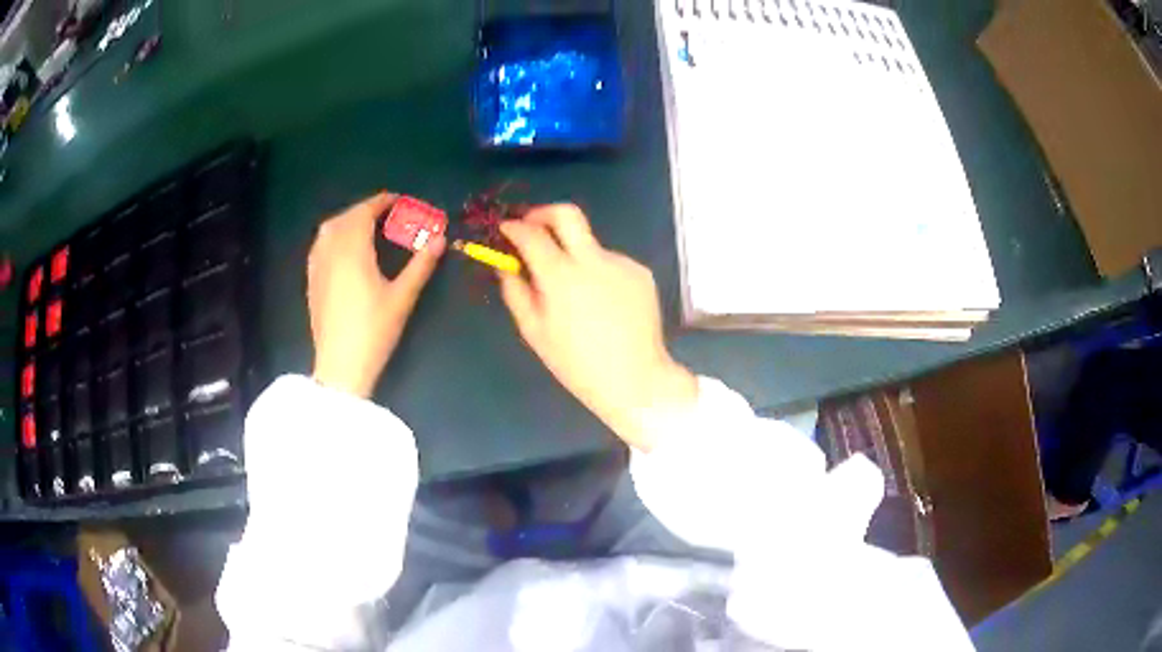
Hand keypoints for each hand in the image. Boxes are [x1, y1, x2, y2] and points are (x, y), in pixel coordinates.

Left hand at [308, 193, 444, 397]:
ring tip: (366, 227)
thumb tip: (440, 239)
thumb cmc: (374, 331)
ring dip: (347, 220)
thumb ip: (421, 265)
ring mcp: (317, 266)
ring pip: (328, 229)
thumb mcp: (402, 297)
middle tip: (386, 214)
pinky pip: (320, 245)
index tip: (398, 200)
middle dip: (365, 210)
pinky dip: (333, 235)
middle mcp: (331, 251)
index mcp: (353, 250)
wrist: (341, 365)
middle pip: (345, 218)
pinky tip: (344, 248)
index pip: (364, 213)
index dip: (381, 202)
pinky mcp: (312, 281)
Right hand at [498, 204, 697, 450]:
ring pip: (589, 245)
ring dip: (574, 255)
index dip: (513, 228)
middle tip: (531, 227)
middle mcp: (593, 260)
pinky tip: (600, 304)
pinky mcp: (641, 272)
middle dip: (543, 213)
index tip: (506, 230)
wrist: (636, 379)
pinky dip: (597, 273)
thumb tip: (507, 265)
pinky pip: (610, 263)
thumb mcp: (535, 332)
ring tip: (575, 293)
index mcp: (562, 276)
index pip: (531, 234)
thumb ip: (516, 292)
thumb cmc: (577, 364)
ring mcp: (622, 263)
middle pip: (567, 213)